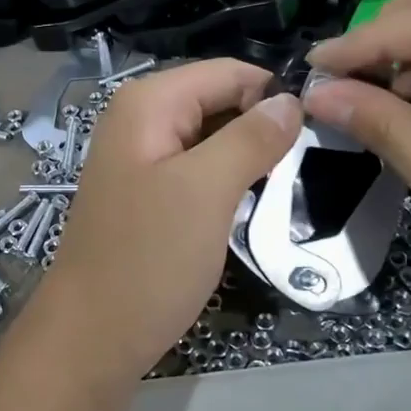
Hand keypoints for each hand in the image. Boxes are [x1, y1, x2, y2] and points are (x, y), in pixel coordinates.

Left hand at [30, 60, 300, 380]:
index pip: (228, 72)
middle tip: (306, 168)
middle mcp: (140, 120)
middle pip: (219, 102)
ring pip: (212, 139)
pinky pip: (198, 171)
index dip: (273, 95)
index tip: (318, 133)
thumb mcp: (207, 191)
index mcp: (148, 103)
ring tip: (285, 189)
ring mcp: (141, 159)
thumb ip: (251, 137)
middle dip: (262, 128)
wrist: (92, 338)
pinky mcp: (148, 195)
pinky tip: (249, 207)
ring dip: (248, 160)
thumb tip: (291, 100)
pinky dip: (227, 183)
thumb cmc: (148, 259)